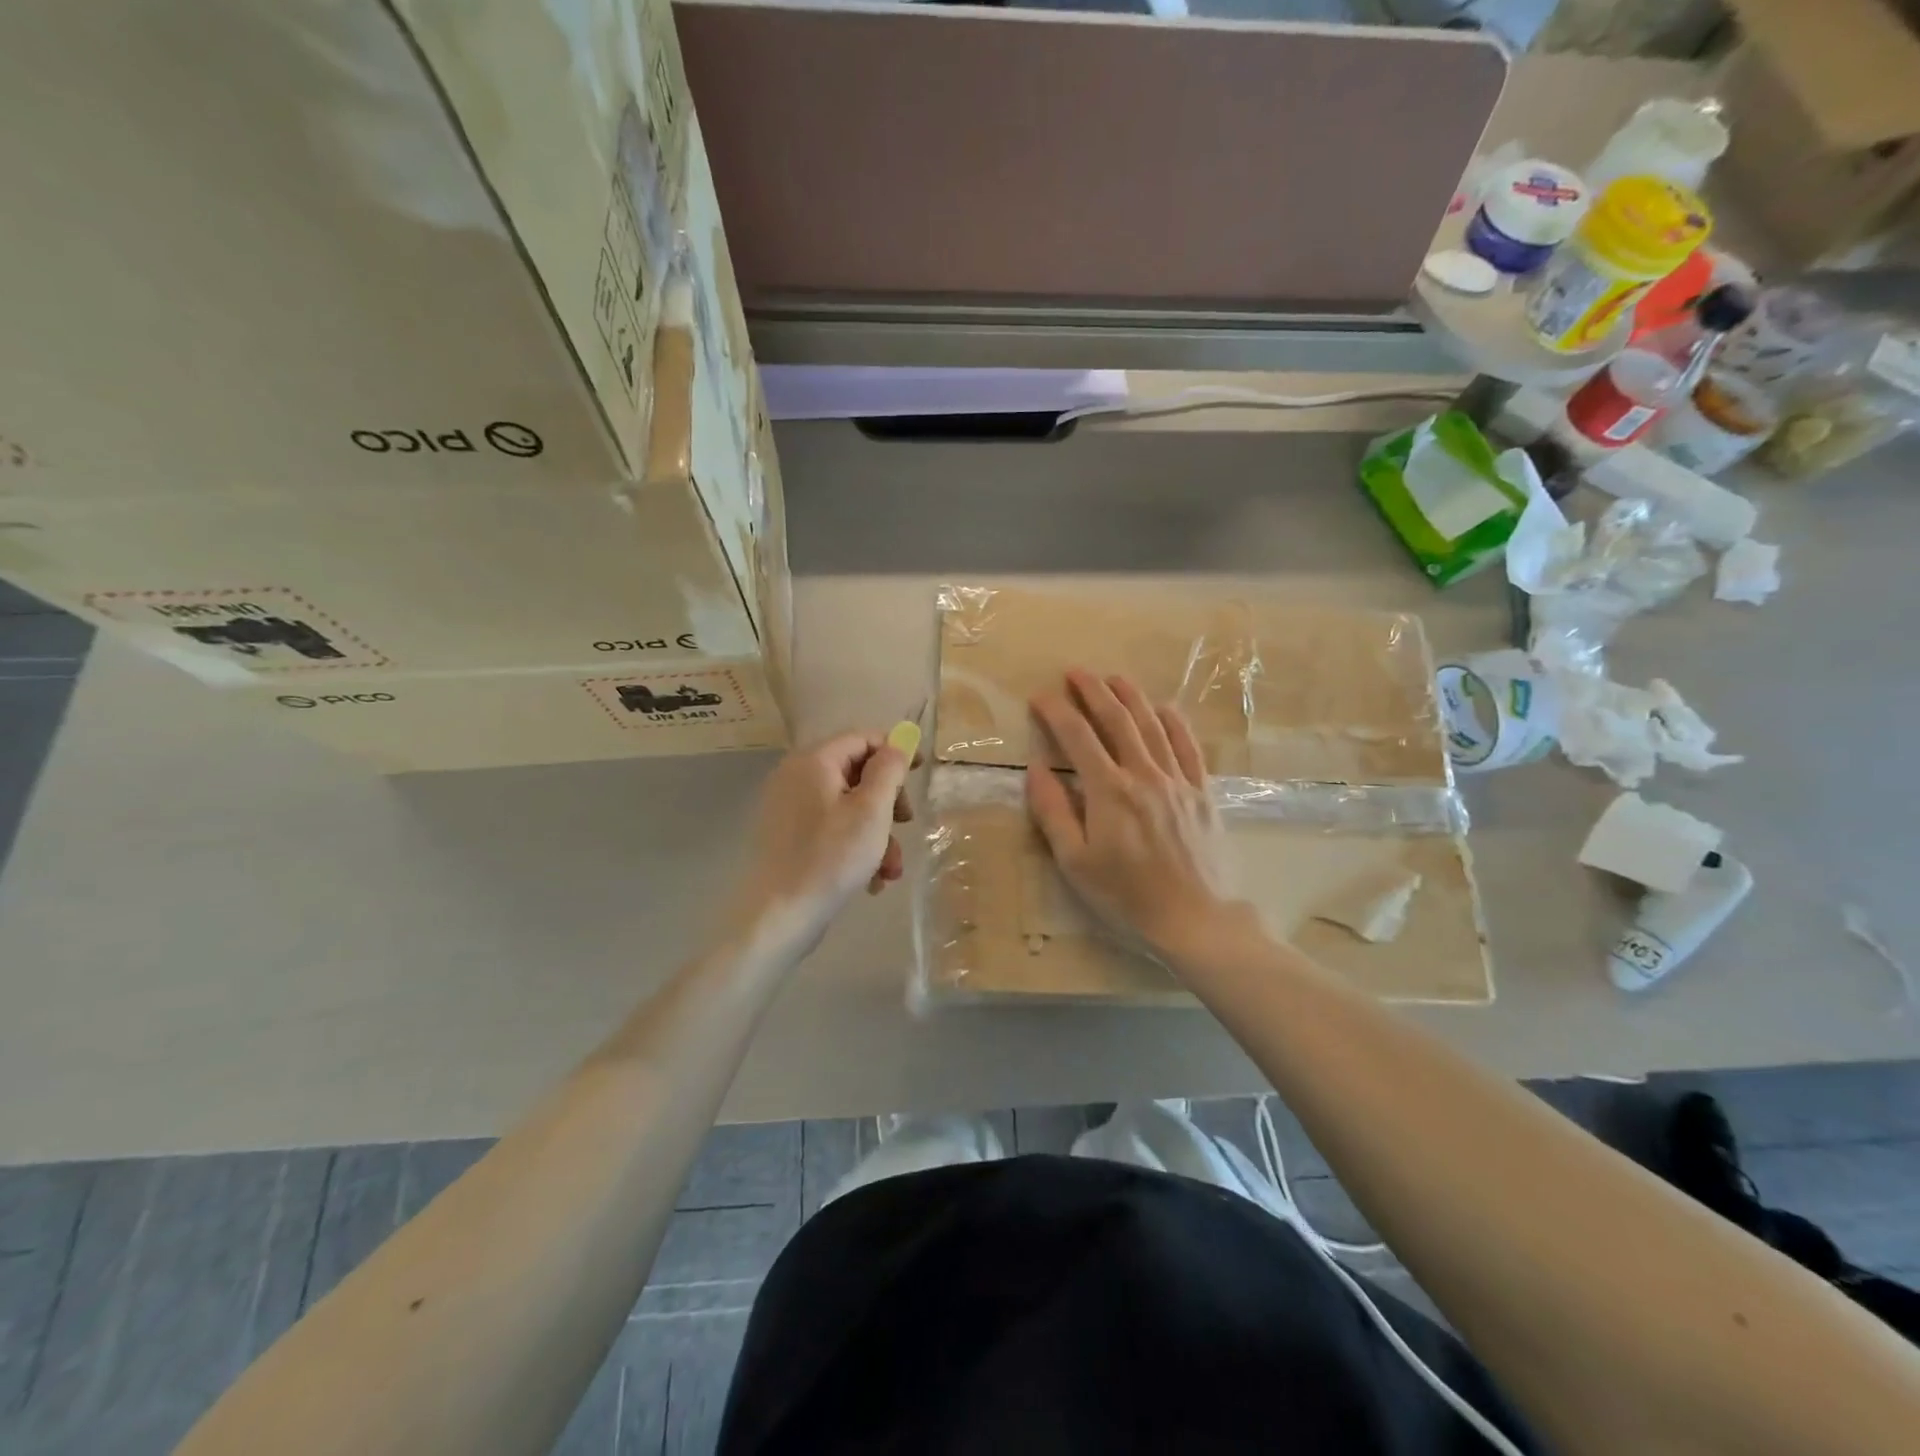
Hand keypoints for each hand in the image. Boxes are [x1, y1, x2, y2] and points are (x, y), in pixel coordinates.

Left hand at [733, 731, 915, 955]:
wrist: (778, 916)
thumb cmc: (831, 858)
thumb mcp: (872, 811)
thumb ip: (888, 770)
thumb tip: (898, 744)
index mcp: (813, 761)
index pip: (862, 738)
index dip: (894, 752)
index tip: (919, 776)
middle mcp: (796, 777)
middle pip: (856, 773)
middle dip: (887, 802)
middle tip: (906, 824)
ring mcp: (789, 809)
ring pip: (847, 807)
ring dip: (877, 833)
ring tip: (891, 870)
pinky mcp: (788, 838)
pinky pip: (831, 829)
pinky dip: (855, 848)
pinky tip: (870, 880)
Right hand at [1026, 671, 1240, 957]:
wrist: (1196, 918)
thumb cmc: (1127, 895)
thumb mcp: (1076, 862)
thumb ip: (1053, 812)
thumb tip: (1036, 770)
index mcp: (1109, 790)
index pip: (1077, 737)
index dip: (1056, 712)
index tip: (1040, 697)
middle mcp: (1144, 774)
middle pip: (1117, 719)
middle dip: (1093, 691)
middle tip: (1075, 672)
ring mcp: (1178, 780)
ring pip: (1152, 724)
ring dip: (1131, 696)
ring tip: (1113, 678)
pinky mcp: (1202, 791)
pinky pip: (1188, 745)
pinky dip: (1174, 722)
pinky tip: (1164, 708)